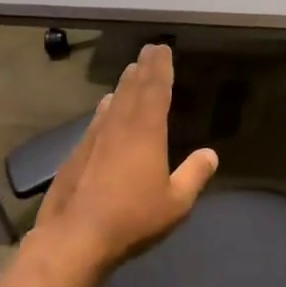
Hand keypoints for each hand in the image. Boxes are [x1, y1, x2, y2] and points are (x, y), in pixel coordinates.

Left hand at [34, 43, 218, 273]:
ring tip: (129, 73)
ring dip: (124, 85)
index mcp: (146, 131)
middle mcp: (119, 126)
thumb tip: (210, 154)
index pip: (155, 89)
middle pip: (132, 89)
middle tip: (148, 51)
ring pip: (112, 103)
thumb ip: (194, 175)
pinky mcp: (76, 154)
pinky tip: (105, 110)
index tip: (162, 49)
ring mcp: (94, 139)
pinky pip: (97, 121)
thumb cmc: (132, 218)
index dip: (161, 68)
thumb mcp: (176, 203)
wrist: (75, 237)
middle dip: (143, 68)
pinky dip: (106, 109)